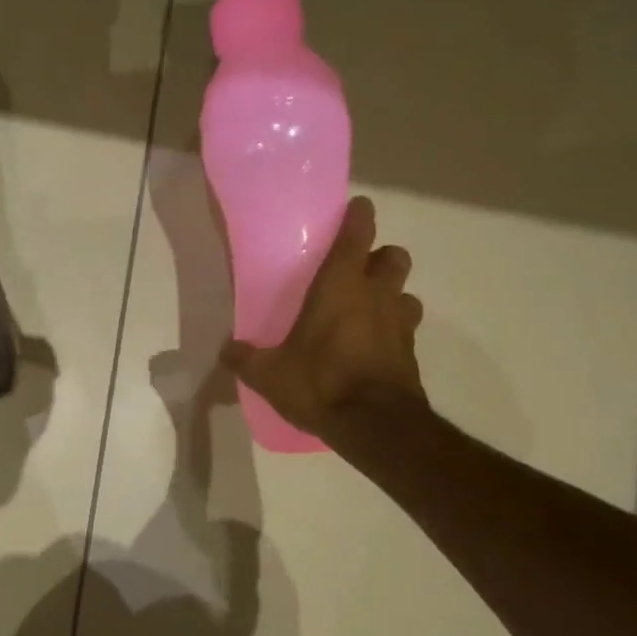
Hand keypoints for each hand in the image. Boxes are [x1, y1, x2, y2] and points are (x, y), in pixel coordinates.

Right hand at [220, 196, 428, 443]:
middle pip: (394, 256)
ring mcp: (400, 323)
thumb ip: (245, 358)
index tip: (356, 210)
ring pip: (406, 293)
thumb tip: (225, 350)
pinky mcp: (411, 353)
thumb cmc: (320, 383)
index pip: (358, 235)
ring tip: (366, 312)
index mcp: (341, 286)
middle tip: (356, 273)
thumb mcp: (269, 374)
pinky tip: (372, 348)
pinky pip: (406, 329)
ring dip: (391, 295)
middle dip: (380, 258)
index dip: (359, 217)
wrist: (375, 425)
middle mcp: (377, 295)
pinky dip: (392, 331)